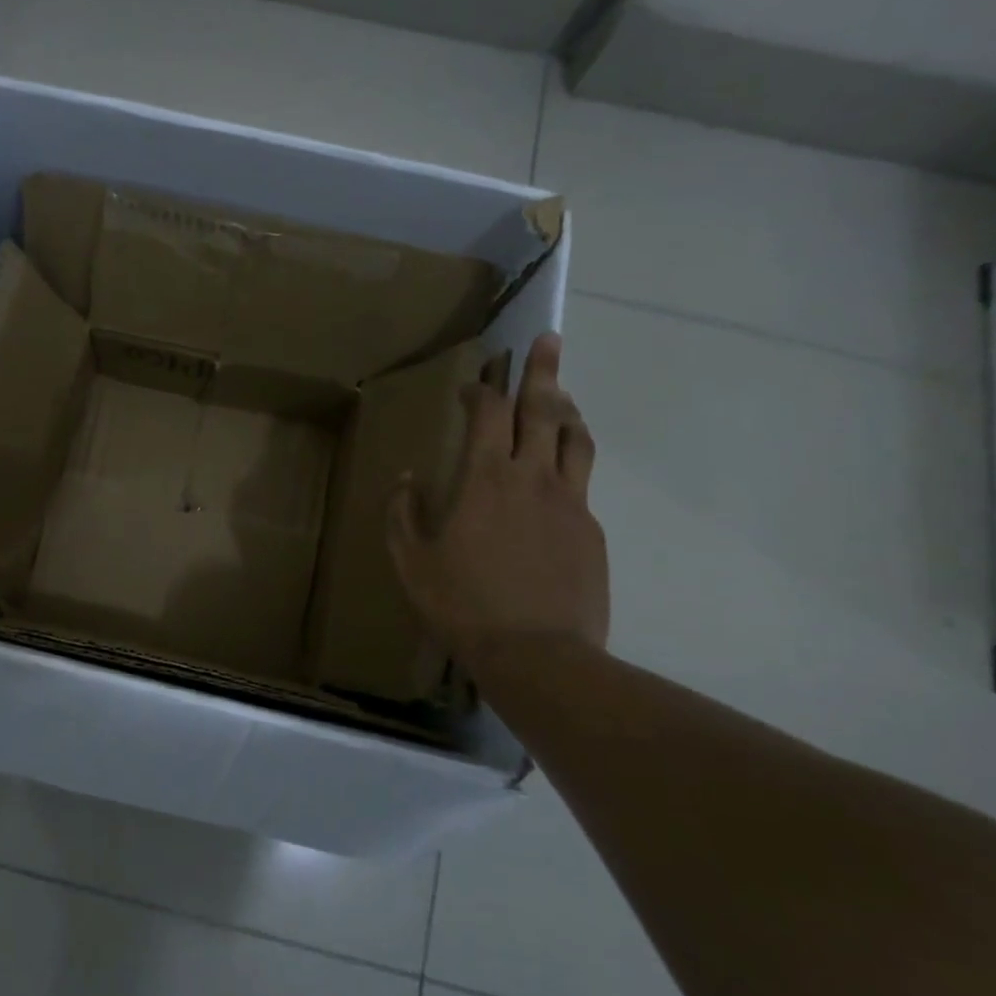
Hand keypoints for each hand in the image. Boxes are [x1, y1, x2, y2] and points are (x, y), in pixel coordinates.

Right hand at [386, 332, 608, 669]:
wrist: (538, 654)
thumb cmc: (462, 604)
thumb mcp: (411, 560)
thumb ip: (403, 513)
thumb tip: (407, 479)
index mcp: (484, 478)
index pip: (487, 414)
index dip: (481, 389)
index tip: (472, 382)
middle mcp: (533, 477)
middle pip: (542, 410)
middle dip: (542, 371)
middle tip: (549, 340)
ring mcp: (570, 502)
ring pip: (575, 440)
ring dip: (567, 411)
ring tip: (562, 398)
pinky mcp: (591, 530)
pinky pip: (582, 483)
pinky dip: (571, 463)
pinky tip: (560, 477)